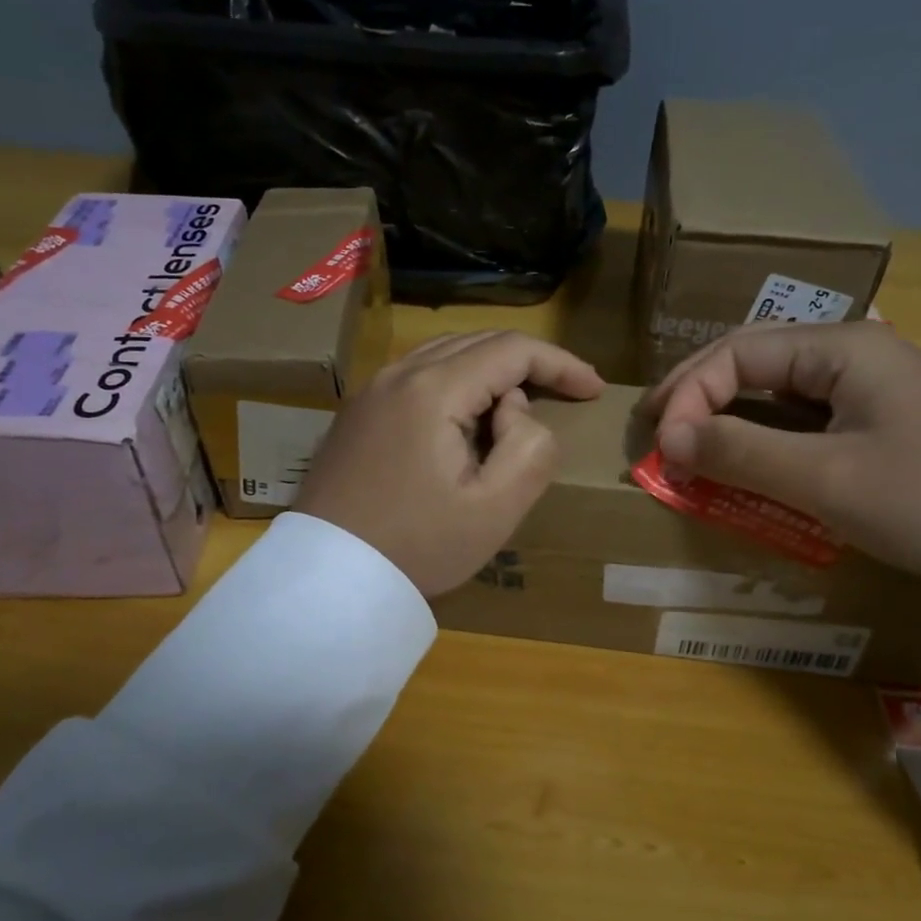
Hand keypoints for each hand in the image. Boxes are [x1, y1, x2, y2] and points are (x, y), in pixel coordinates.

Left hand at [296, 331, 604, 597]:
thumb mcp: (494, 510)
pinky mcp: (358, 412)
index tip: (593, 389)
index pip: (512, 349)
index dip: (560, 362)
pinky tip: (469, 417)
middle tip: (567, 392)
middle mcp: (398, 374)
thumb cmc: (417, 547)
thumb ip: (530, 449)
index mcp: (433, 389)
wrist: (327, 578)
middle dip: (529, 362)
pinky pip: (419, 375)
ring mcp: (372, 390)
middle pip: (478, 342)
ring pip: (447, 354)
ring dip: (492, 370)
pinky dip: (457, 382)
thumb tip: (516, 409)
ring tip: (523, 404)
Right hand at [642, 322, 920, 622]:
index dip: (688, 394)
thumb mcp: (827, 481)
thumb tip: (668, 438)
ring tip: (688, 447)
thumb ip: (740, 452)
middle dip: (699, 397)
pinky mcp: (883, 423)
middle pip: (754, 362)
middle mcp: (854, 354)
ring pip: (778, 392)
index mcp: (842, 346)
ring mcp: (873, 388)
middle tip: (656, 434)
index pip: (737, 353)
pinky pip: (806, 421)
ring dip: (729, 418)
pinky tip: (748, 462)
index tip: (661, 448)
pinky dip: (766, 440)